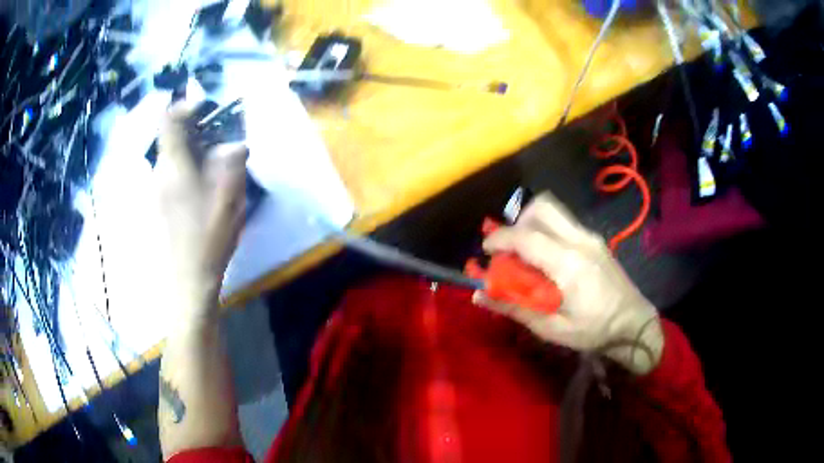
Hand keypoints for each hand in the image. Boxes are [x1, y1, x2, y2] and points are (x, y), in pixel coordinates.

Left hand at [156, 102, 246, 320]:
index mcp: (174, 165)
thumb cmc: (208, 237)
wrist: (187, 279)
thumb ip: (232, 162)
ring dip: (190, 151)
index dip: (184, 105)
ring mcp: (155, 189)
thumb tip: (233, 145)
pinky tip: (201, 188)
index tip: (204, 107)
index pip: (168, 120)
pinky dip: (185, 169)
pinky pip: (170, 173)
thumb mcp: (229, 197)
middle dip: (193, 131)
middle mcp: (159, 172)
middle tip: (217, 140)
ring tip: (212, 165)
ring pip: (171, 156)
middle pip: (170, 137)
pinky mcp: (157, 204)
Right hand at [474, 192, 662, 374]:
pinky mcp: (595, 239)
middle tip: (509, 248)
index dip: (499, 239)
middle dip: (517, 221)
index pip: (526, 236)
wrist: (635, 323)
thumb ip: (515, 308)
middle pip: (541, 207)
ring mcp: (590, 236)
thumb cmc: (595, 331)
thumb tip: (479, 296)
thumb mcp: (552, 328)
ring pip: (553, 210)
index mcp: (569, 264)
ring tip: (525, 252)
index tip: (485, 251)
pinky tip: (546, 258)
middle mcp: (580, 240)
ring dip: (532, 223)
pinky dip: (546, 230)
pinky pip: (564, 222)